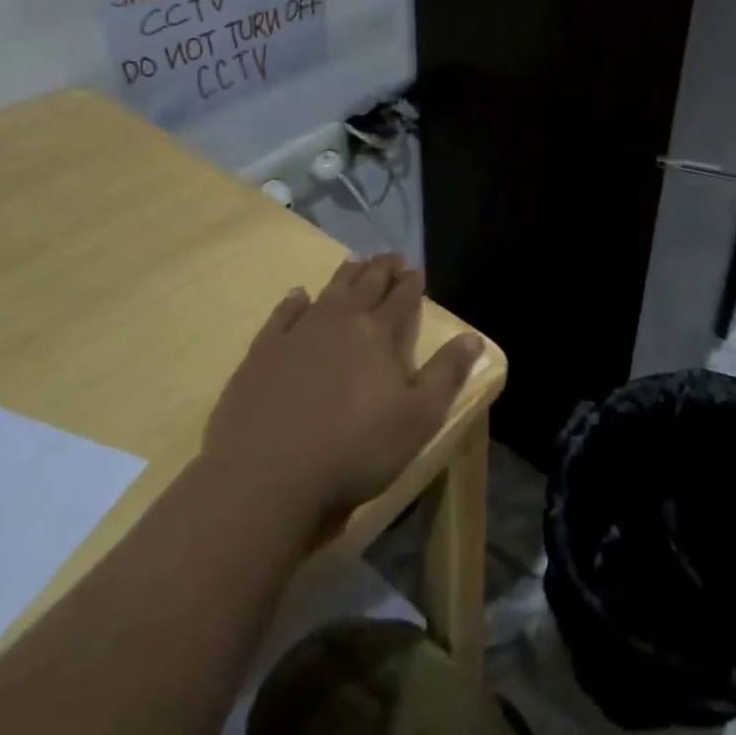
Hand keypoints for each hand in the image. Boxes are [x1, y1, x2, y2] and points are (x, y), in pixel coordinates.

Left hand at [202, 254, 483, 532]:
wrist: (266, 478)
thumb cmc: (354, 450)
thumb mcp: (419, 418)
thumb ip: (447, 374)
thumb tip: (473, 337)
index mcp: (378, 334)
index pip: (401, 298)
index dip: (411, 283)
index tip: (416, 270)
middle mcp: (339, 322)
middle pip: (365, 285)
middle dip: (382, 269)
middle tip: (392, 256)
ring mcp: (296, 334)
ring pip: (327, 292)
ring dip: (345, 275)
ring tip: (355, 262)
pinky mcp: (262, 353)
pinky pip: (282, 315)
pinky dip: (294, 301)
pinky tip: (299, 295)